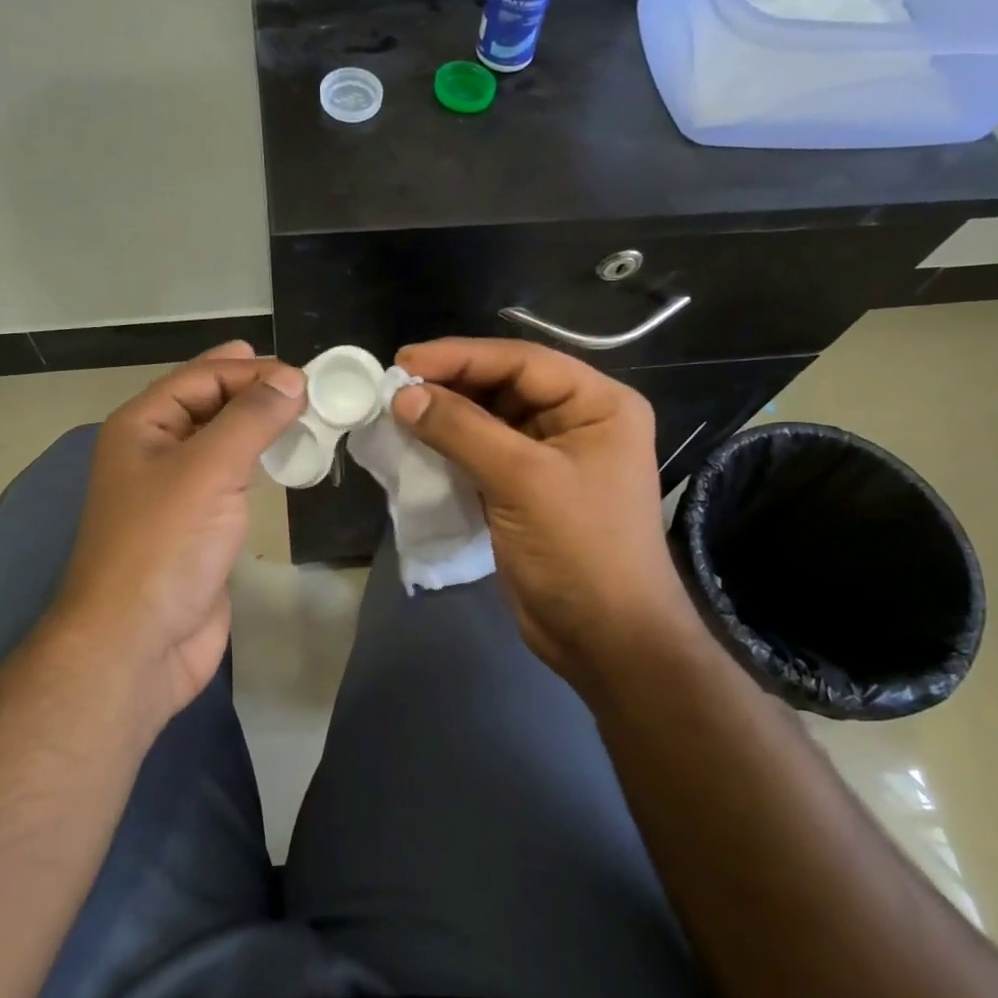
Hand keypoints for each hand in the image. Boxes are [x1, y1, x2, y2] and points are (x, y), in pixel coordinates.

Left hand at [48, 341, 306, 723]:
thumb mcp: (208, 469)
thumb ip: (251, 419)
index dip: (251, 370)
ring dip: (262, 428)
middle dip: (257, 393)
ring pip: (224, 442)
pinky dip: (261, 465)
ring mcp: (176, 492)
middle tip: (311, 391)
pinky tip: (289, 463)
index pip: (201, 377)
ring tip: (309, 420)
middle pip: (211, 405)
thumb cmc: (164, 546)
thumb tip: (292, 380)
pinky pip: (232, 480)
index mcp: (141, 426)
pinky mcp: (198, 527)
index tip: (306, 378)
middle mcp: (154, 452)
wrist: (138, 644)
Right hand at [391, 338, 699, 698]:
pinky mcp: (525, 490)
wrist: (605, 639)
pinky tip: (415, 444)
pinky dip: (449, 448)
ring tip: (395, 410)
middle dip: (450, 385)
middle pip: (504, 386)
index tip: (404, 362)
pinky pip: (481, 454)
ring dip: (445, 416)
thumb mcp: (523, 481)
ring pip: (488, 420)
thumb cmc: (580, 550)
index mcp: (598, 405)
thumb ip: (462, 431)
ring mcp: (549, 457)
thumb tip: (402, 395)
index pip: (522, 362)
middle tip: (392, 386)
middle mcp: (577, 421)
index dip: (461, 357)